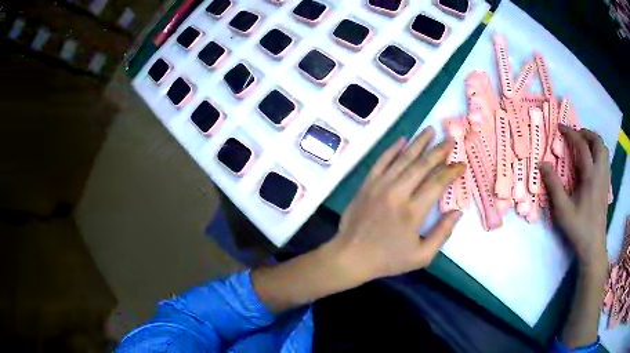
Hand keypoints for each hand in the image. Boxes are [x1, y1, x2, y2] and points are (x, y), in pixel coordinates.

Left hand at [328, 127, 465, 282]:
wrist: (351, 256)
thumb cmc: (387, 259)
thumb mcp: (421, 256)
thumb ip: (442, 234)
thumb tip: (458, 212)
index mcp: (413, 211)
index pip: (438, 183)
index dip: (452, 171)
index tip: (461, 164)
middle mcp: (398, 192)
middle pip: (422, 165)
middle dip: (439, 150)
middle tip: (450, 139)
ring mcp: (380, 185)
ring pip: (403, 158)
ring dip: (419, 143)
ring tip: (431, 130)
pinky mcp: (367, 184)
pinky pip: (381, 161)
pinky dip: (393, 149)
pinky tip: (403, 139)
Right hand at [541, 125, 608, 273]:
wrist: (593, 245)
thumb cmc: (578, 227)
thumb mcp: (563, 210)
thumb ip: (553, 186)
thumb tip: (542, 164)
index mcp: (590, 176)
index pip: (582, 146)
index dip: (571, 133)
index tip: (561, 128)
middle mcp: (600, 173)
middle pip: (598, 142)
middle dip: (587, 134)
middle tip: (576, 135)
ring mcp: (605, 179)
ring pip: (604, 150)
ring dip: (594, 142)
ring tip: (584, 145)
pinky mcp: (606, 185)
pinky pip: (605, 160)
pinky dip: (598, 153)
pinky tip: (592, 162)